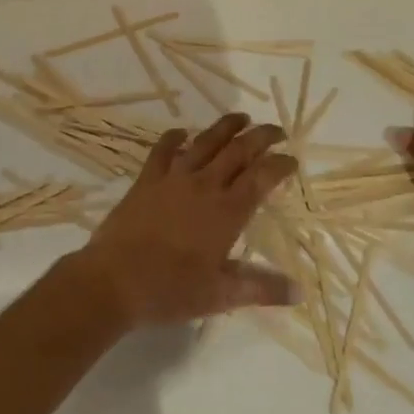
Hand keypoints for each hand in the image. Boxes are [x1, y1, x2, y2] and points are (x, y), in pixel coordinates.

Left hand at [72, 114, 299, 327]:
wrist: (114, 280)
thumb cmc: (170, 290)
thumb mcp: (220, 295)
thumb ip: (261, 288)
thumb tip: (299, 291)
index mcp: (226, 212)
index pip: (261, 178)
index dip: (280, 165)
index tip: (292, 159)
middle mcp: (204, 186)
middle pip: (238, 151)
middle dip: (260, 137)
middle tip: (276, 130)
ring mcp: (173, 179)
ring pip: (205, 143)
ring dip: (225, 127)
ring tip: (240, 117)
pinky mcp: (147, 180)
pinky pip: (162, 150)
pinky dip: (174, 137)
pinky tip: (182, 132)